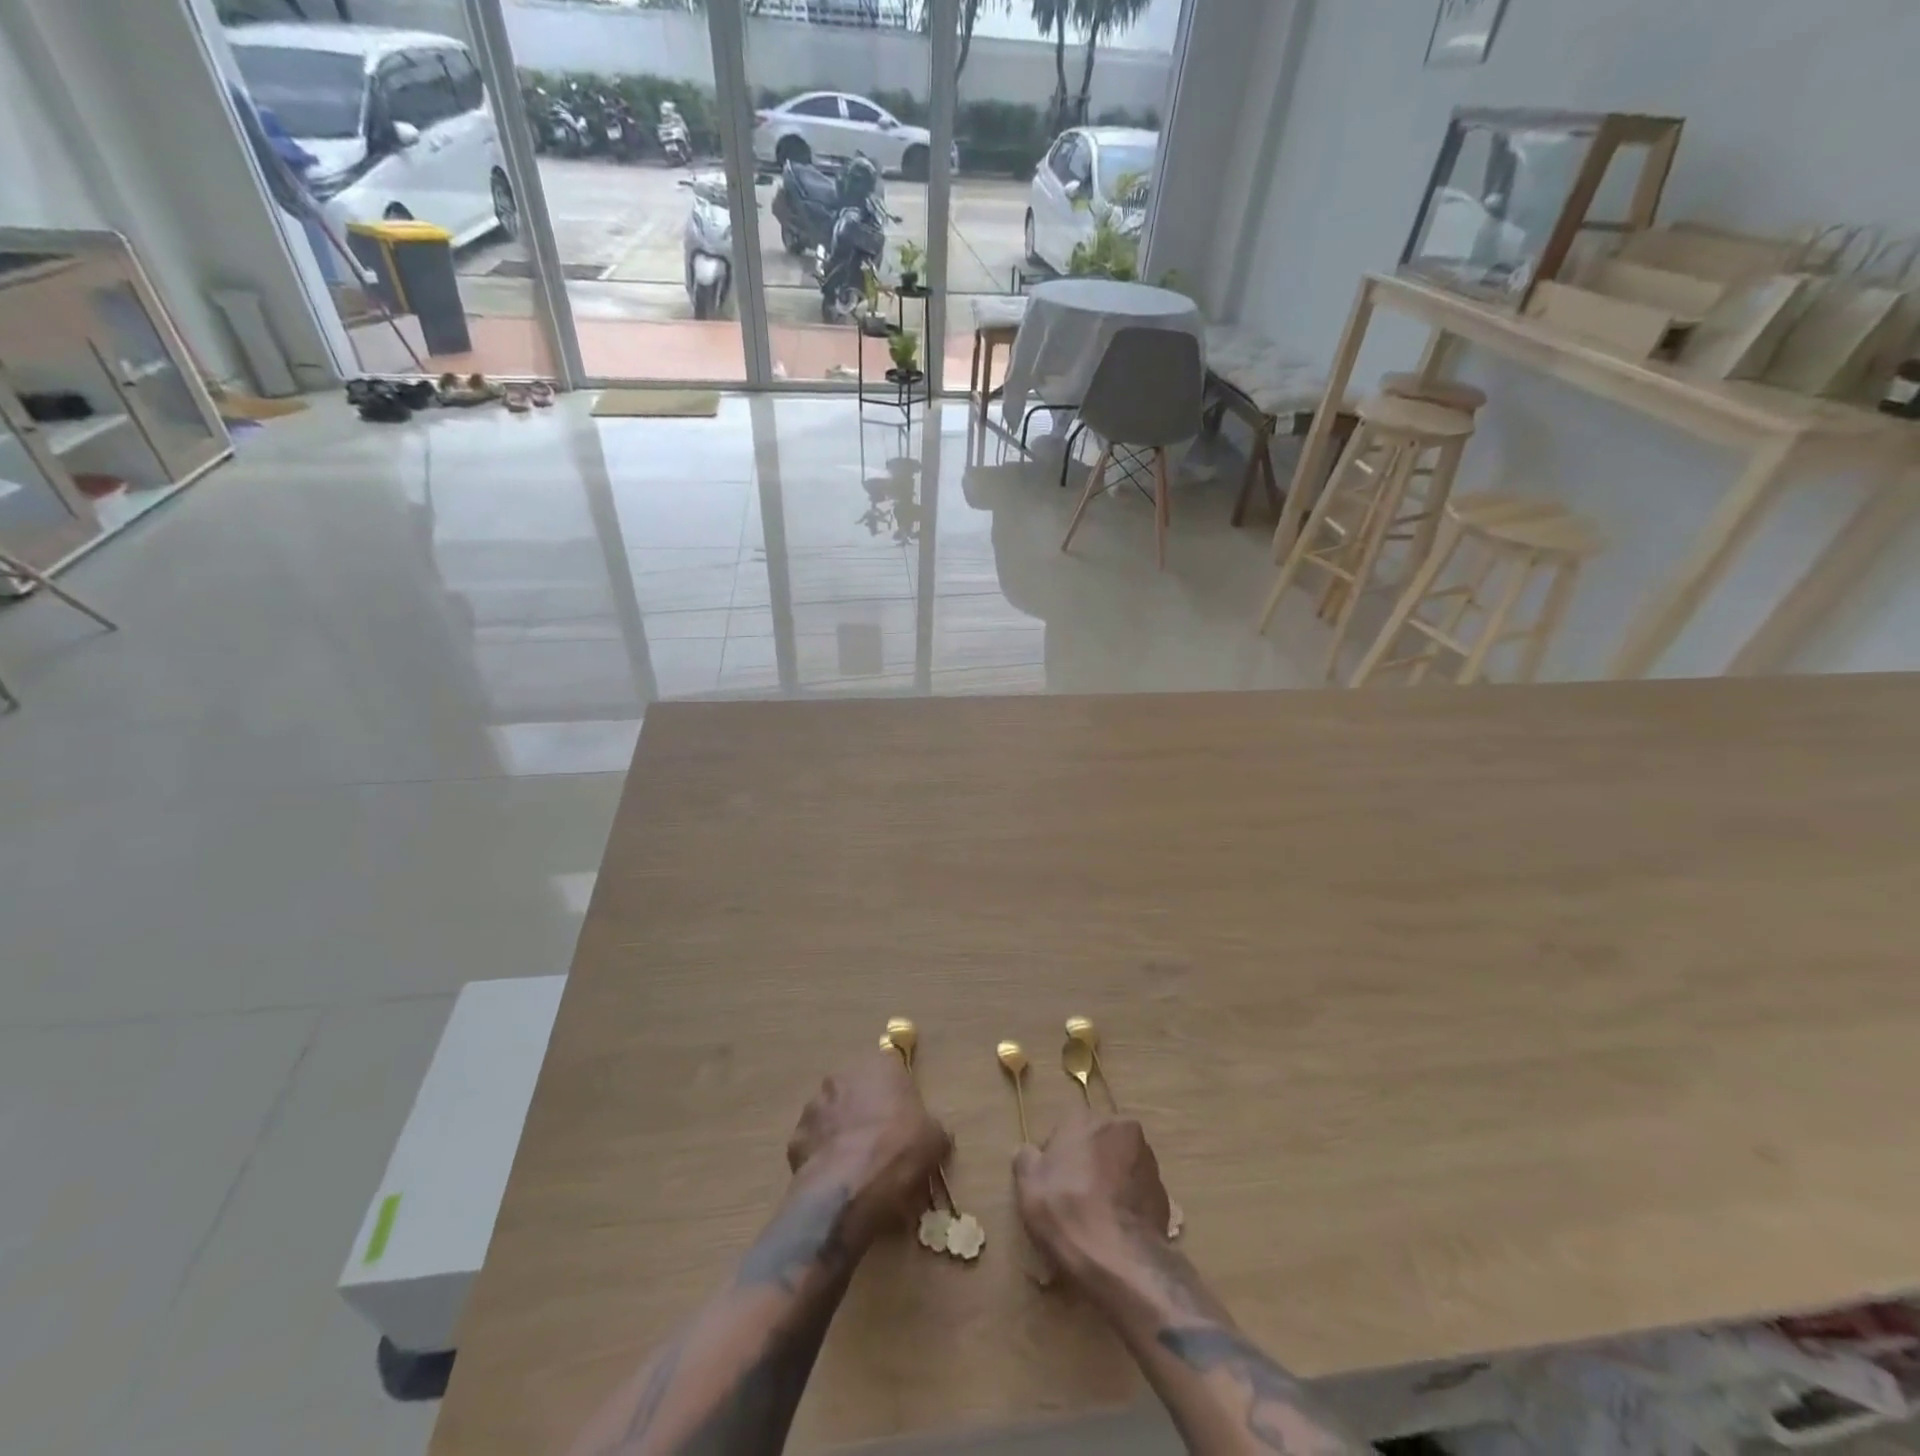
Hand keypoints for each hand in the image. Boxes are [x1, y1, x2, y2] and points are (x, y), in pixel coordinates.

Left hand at [787, 1053, 948, 1240]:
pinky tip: (837, 1181)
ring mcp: (814, 1105)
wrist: (850, 1189)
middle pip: (858, 1089)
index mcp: (879, 1065)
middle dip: (866, 1111)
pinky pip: (814, 1144)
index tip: (905, 1121)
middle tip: (882, 1144)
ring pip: (832, 1115)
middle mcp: (843, 1075)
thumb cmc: (899, 1152)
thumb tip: (932, 1137)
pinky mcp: (795, 1137)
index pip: (890, 1068)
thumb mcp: (935, 1140)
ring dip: (842, 1132)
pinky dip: (823, 1158)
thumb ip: (931, 1129)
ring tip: (857, 1167)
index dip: (898, 1095)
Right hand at [1014, 1110, 1171, 1282]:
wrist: (1120, 1260)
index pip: (1065, 1129)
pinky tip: (1115, 1229)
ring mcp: (1146, 1159)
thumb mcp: (1028, 1186)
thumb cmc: (1067, 1212)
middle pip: (1096, 1143)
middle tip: (1073, 1200)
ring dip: (1109, 1181)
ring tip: (1097, 1218)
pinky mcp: (1164, 1191)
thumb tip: (1029, 1152)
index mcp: (1085, 1118)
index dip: (1055, 1157)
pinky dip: (1127, 1202)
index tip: (1050, 1185)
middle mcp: (1120, 1127)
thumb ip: (1026, 1159)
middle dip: (1086, 1164)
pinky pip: (1137, 1190)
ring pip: (1119, 1164)